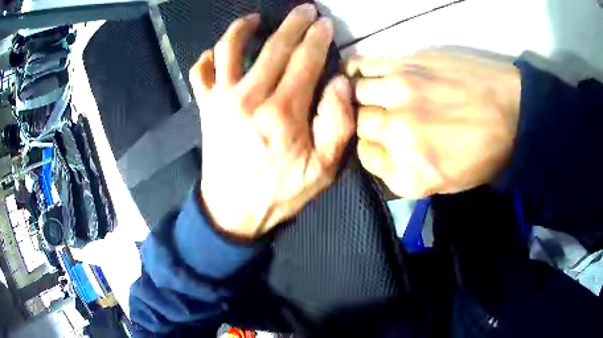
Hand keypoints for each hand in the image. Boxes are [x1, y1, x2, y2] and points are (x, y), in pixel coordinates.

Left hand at [189, 4, 353, 238]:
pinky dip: (207, 58)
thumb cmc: (281, 192)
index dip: (317, 38)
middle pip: (274, 47)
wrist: (233, 211)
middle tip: (305, 10)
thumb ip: (338, 125)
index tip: (325, 23)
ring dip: (243, 27)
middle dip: (294, 24)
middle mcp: (249, 96)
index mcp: (283, 112)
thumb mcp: (323, 170)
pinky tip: (217, 53)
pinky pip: (200, 73)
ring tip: (256, 19)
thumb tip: (341, 82)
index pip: (305, 60)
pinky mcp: (205, 108)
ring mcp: (221, 100)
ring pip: (229, 49)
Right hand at [345, 49, 520, 197]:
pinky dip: (354, 70)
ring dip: (359, 95)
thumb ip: (406, 172)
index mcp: (410, 174)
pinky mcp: (406, 63)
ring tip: (365, 91)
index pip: (366, 157)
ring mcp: (400, 95)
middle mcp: (399, 135)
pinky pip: (363, 65)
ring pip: (355, 94)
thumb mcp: (447, 184)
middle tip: (379, 114)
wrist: (513, 112)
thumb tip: (381, 151)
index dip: (373, 148)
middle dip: (366, 122)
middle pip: (359, 125)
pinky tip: (357, 72)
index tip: (382, 141)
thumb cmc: (485, 153)